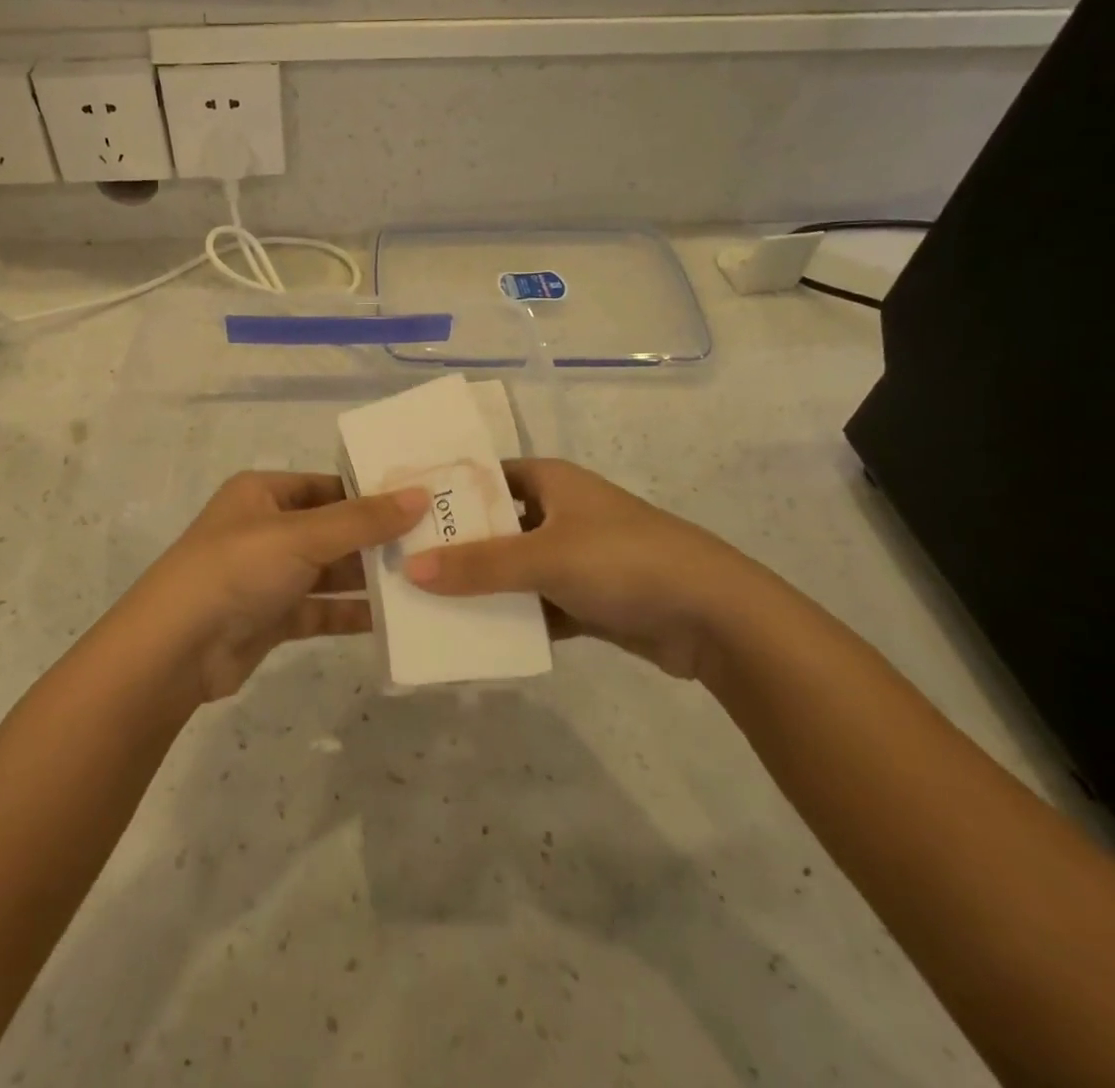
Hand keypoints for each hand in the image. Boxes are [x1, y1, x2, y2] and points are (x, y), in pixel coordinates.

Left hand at [122, 472, 426, 702]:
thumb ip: (362, 520)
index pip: (329, 485)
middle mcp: (267, 529)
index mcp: (263, 494)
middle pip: (333, 529)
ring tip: (424, 581)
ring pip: (330, 572)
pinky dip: (352, 613)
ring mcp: (269, 576)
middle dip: (377, 539)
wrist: (174, 650)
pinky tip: (394, 619)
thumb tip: (420, 495)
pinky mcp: (273, 617)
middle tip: (434, 544)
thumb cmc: (236, 570)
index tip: (422, 501)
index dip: (371, 493)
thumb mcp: (300, 535)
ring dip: (369, 578)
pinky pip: (322, 610)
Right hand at [401, 458, 799, 678]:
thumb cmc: (623, 561)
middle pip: (494, 526)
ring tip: (427, 605)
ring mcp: (574, 556)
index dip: (445, 493)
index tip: (400, 515)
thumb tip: (410, 569)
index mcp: (550, 481)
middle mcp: (559, 512)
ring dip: (481, 588)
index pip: (484, 477)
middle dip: (456, 547)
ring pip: (513, 569)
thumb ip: (478, 566)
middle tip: (403, 566)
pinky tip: (475, 637)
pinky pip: (536, 604)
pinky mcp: (587, 598)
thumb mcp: (545, 557)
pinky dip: (512, 619)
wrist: (714, 615)